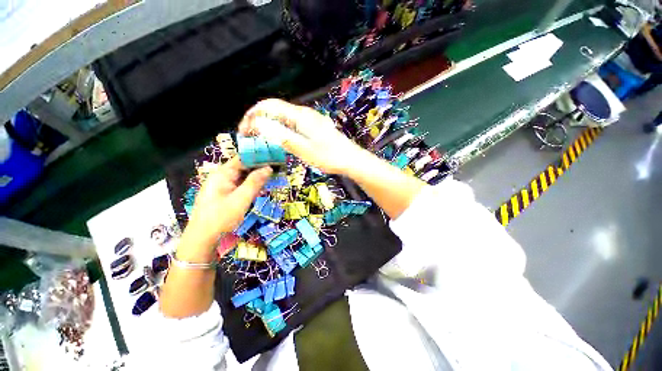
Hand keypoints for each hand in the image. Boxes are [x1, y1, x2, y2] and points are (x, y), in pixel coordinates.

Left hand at [181, 157, 271, 259]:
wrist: (202, 239)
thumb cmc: (221, 217)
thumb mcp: (241, 199)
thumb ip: (255, 182)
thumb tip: (269, 167)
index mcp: (222, 173)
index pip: (243, 158)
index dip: (259, 156)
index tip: (274, 157)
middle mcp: (221, 176)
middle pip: (243, 166)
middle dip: (260, 166)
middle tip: (277, 168)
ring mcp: (222, 185)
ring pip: (242, 176)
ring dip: (256, 175)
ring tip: (273, 175)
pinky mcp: (224, 194)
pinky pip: (240, 184)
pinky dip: (251, 184)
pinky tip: (261, 185)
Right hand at [238, 99, 364, 174]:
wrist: (351, 159)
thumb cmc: (329, 156)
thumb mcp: (304, 149)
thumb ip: (282, 135)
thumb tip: (259, 123)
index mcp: (300, 116)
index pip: (269, 106)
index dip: (252, 115)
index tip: (244, 131)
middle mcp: (304, 113)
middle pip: (275, 109)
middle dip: (259, 120)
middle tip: (251, 138)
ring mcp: (310, 119)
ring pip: (283, 117)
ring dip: (269, 125)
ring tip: (261, 140)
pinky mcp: (314, 127)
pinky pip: (292, 124)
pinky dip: (280, 129)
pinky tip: (279, 140)